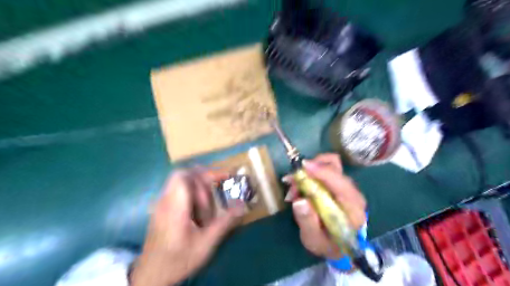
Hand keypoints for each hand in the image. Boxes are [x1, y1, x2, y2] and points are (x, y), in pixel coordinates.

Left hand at [130, 169, 243, 284]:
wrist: (151, 275)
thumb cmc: (179, 260)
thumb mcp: (206, 243)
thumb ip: (224, 222)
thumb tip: (242, 205)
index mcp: (174, 208)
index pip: (183, 176)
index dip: (204, 173)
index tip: (223, 177)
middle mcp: (164, 202)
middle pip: (183, 176)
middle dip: (203, 180)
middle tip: (217, 190)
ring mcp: (161, 205)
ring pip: (181, 183)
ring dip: (197, 189)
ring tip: (207, 206)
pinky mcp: (161, 210)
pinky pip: (178, 192)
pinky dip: (191, 195)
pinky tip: (198, 212)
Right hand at [285, 154, 363, 258]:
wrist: (337, 245)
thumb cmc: (326, 244)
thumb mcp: (314, 239)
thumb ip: (307, 222)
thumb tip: (299, 201)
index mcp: (352, 207)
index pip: (340, 183)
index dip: (322, 172)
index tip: (303, 167)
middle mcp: (352, 192)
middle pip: (335, 167)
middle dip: (310, 170)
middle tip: (292, 182)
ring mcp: (345, 185)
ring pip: (330, 163)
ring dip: (310, 169)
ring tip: (295, 185)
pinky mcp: (338, 183)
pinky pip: (325, 168)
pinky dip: (311, 171)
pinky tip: (301, 184)